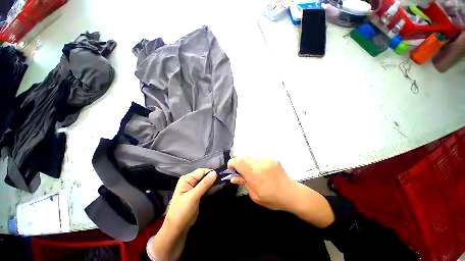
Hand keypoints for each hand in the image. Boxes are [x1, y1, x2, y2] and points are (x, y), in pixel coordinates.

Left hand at [164, 168, 216, 232]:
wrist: (178, 228)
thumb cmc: (182, 211)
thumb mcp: (193, 197)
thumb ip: (204, 184)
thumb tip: (215, 173)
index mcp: (187, 179)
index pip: (201, 171)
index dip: (210, 173)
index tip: (220, 177)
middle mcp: (190, 180)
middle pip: (204, 175)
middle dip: (212, 177)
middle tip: (222, 181)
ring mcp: (193, 187)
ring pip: (205, 181)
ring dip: (212, 182)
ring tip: (221, 184)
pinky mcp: (197, 193)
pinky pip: (205, 186)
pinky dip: (210, 187)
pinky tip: (216, 188)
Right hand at [228, 157, 334, 227]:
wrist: (291, 193)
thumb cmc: (272, 198)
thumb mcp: (255, 196)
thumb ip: (244, 183)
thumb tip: (233, 178)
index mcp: (255, 174)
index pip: (238, 161)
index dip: (232, 163)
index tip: (231, 169)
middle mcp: (260, 163)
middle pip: (243, 157)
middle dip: (240, 164)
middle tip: (242, 173)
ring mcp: (267, 159)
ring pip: (251, 157)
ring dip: (248, 163)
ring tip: (253, 173)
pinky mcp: (271, 158)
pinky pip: (258, 158)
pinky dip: (256, 163)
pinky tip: (261, 171)